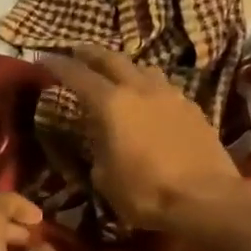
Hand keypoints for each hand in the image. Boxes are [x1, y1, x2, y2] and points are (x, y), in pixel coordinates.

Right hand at [45, 45, 250, 250]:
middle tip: (76, 51)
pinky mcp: (192, 107)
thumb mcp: (104, 176)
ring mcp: (170, 95)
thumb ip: (97, 147)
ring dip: (124, 66)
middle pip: (111, 59)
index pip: (77, 76)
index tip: (43, 59)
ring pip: (142, 68)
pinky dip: (148, 85)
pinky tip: (147, 98)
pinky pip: (163, 86)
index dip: (57, 65)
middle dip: (90, 53)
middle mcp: (139, 89)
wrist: (206, 199)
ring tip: (115, 73)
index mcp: (111, 104)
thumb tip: (99, 136)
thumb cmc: (146, 192)